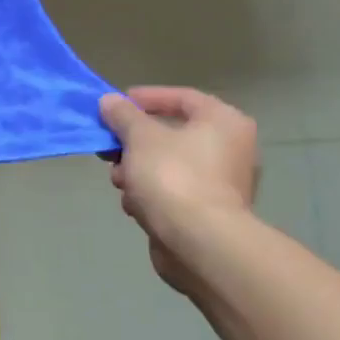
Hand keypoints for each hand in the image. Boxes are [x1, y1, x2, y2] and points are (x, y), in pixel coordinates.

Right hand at [99, 87, 259, 292]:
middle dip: (133, 142)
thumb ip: (123, 114)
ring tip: (119, 180)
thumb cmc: (173, 176)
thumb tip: (110, 100)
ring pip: (166, 164)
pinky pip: (171, 191)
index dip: (145, 98)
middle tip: (110, 147)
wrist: (199, 243)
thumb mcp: (139, 136)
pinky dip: (150, 193)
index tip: (115, 106)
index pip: (182, 97)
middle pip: (170, 134)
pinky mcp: (208, 212)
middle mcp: (230, 149)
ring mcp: (221, 183)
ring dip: (136, 170)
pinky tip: (135, 204)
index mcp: (223, 122)